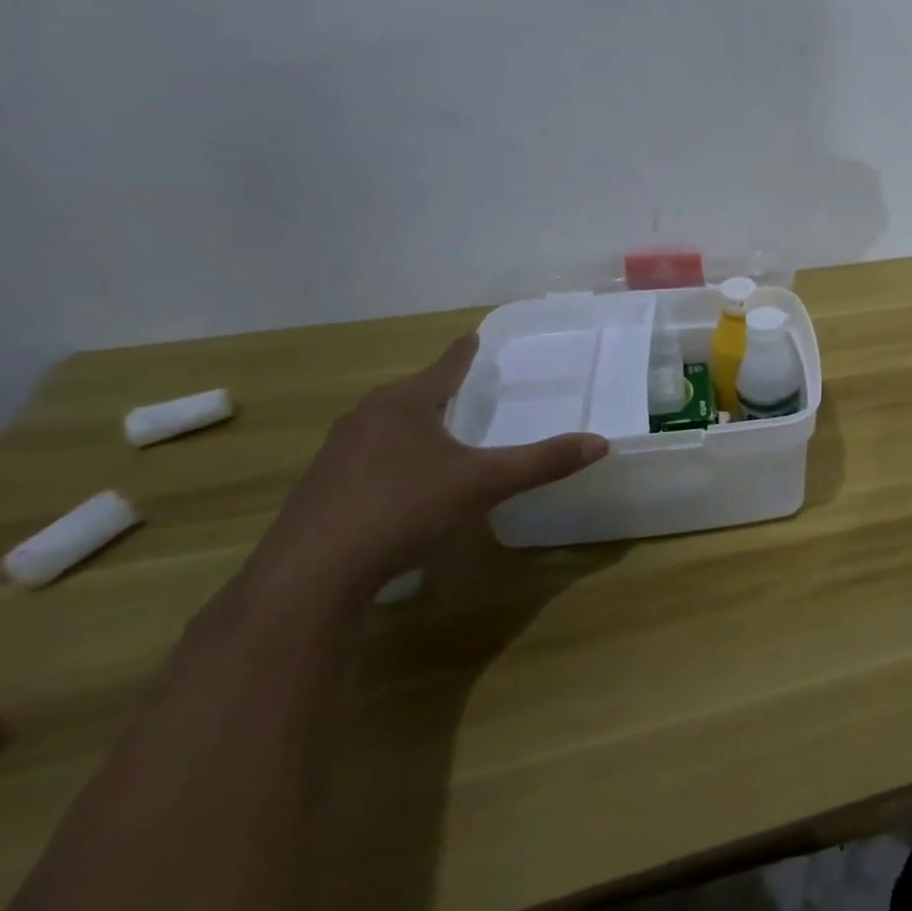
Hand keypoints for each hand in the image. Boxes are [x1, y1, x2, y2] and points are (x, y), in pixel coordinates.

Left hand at [242, 334, 608, 609]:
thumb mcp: (485, 484)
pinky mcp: (321, 489)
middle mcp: (366, 418)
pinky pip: (369, 456)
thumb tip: (601, 442)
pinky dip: (393, 456)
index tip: (473, 334)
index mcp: (405, 404)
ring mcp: (337, 454)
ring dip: (414, 423)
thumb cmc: (403, 509)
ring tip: (440, 430)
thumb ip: (543, 462)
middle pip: (412, 393)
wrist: (310, 576)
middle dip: (439, 389)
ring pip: (386, 425)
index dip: (464, 352)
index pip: (445, 367)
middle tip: (467, 386)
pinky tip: (405, 481)